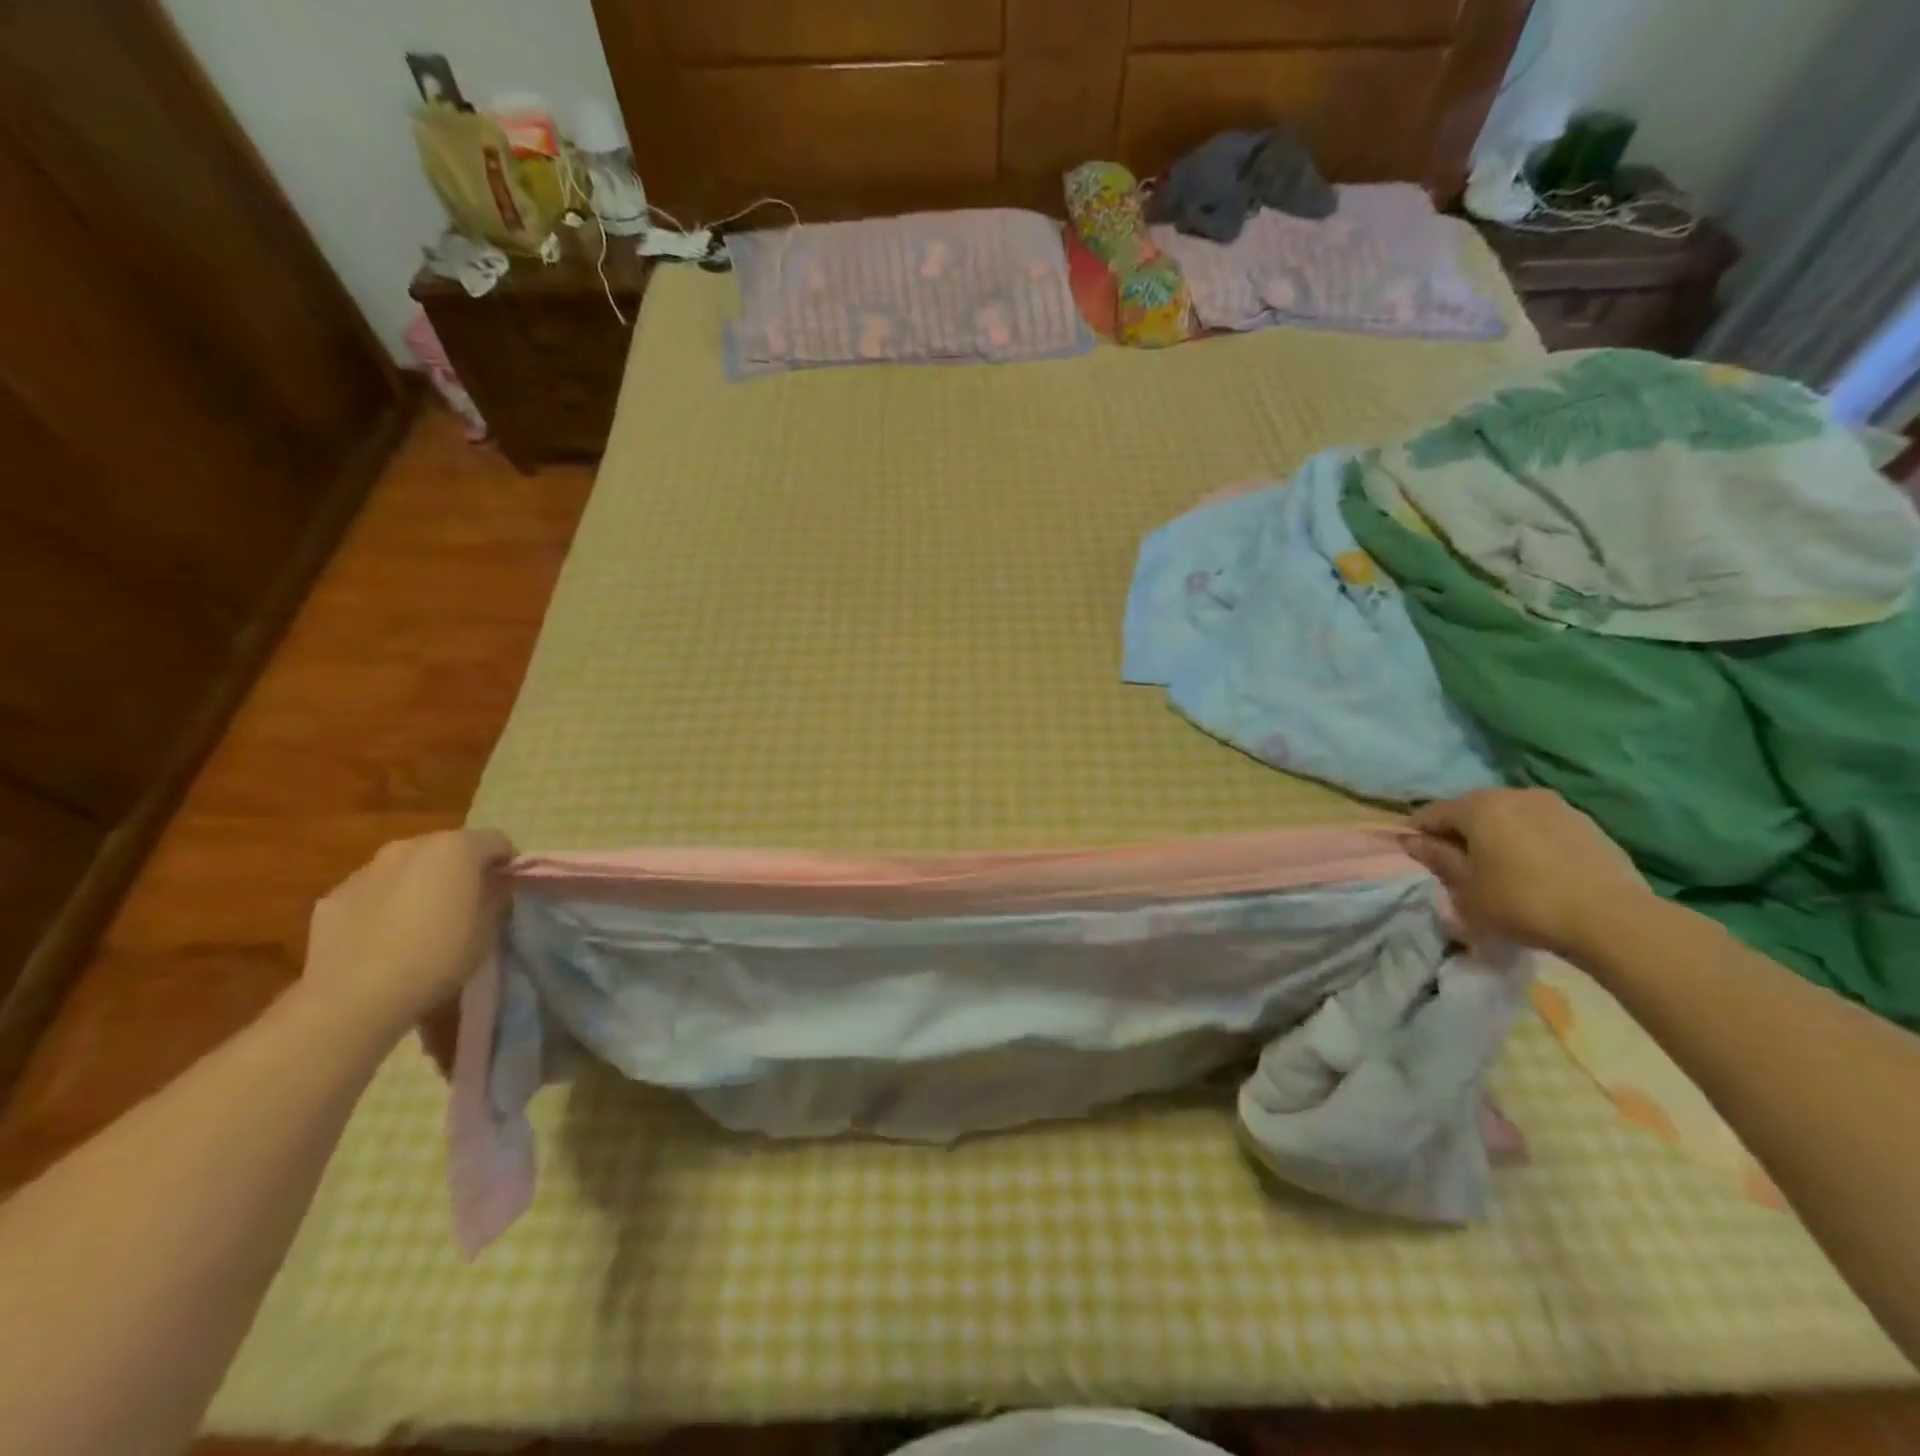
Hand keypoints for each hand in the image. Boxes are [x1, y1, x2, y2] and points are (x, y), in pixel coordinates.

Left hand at [301, 829, 514, 1042]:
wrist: (355, 996)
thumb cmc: (439, 955)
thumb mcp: (489, 927)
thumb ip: (494, 895)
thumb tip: (492, 885)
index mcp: (456, 848)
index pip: (497, 841)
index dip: (506, 864)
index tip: (507, 890)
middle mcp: (410, 846)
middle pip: (447, 848)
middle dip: (459, 869)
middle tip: (465, 903)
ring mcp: (366, 869)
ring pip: (406, 867)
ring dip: (419, 883)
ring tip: (420, 921)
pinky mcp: (333, 896)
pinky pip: (373, 891)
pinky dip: (384, 903)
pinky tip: (383, 937)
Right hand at [1405, 788, 1652, 959]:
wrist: (1612, 919)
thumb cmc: (1521, 902)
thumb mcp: (1465, 888)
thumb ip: (1436, 859)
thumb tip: (1411, 840)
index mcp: (1479, 805)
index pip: (1432, 813)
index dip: (1417, 832)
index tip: (1412, 853)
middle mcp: (1515, 794)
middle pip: (1472, 810)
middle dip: (1459, 833)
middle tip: (1455, 863)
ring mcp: (1556, 806)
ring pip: (1510, 817)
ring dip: (1497, 836)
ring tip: (1497, 867)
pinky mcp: (1588, 825)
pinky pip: (1542, 828)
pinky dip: (1529, 843)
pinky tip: (1534, 870)